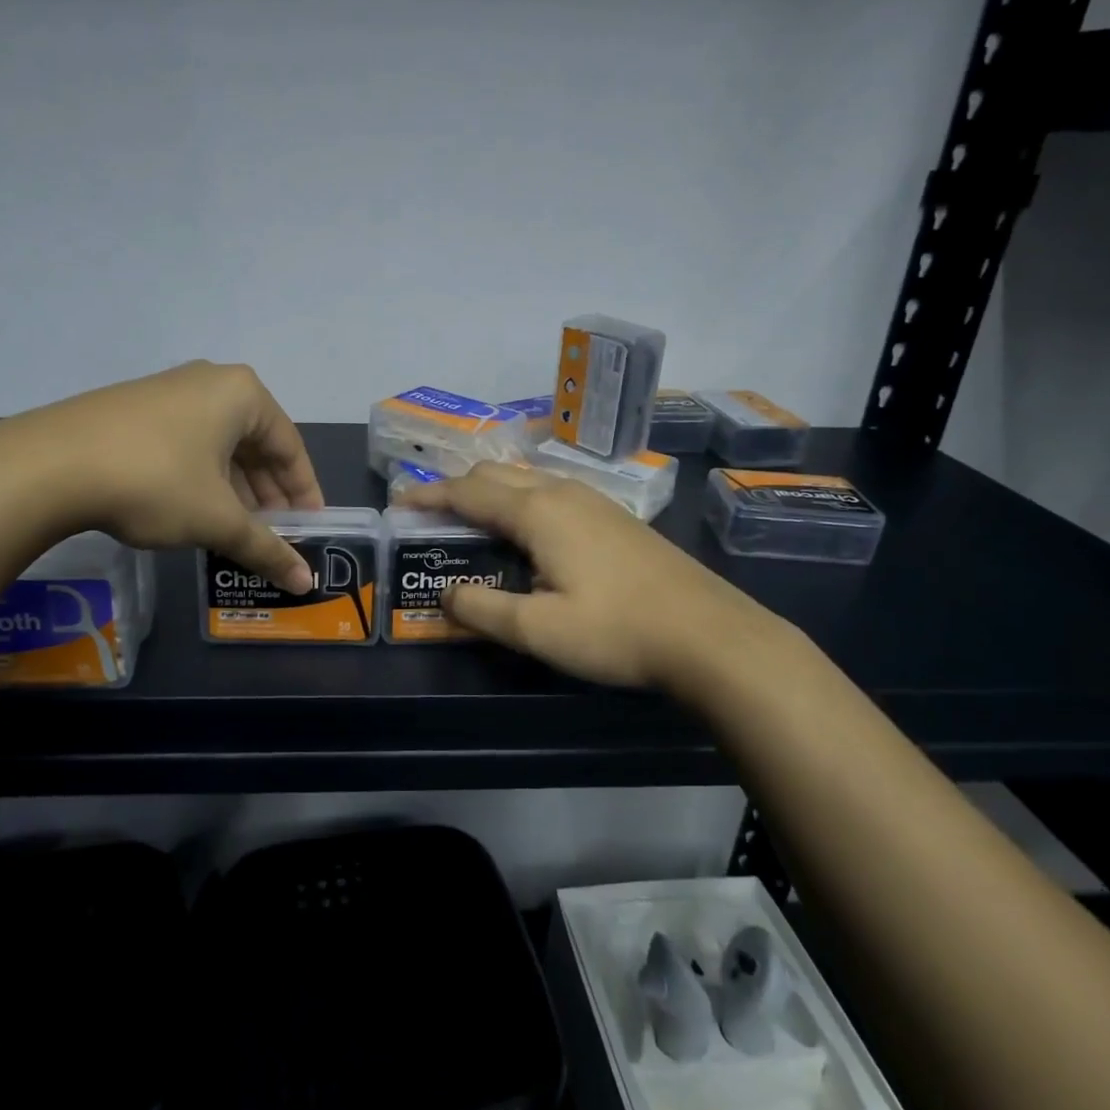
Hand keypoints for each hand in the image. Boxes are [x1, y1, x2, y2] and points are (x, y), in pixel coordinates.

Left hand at [7, 361, 324, 591]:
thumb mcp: (217, 519)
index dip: (304, 493)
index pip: (291, 447)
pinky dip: (201, 479)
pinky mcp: (133, 410)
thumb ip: (266, 548)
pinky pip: (186, 445)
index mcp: (242, 394)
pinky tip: (195, 512)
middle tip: (274, 536)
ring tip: (237, 531)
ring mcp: (167, 392)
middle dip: (267, 494)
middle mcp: (209, 383)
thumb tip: (305, 582)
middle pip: (255, 444)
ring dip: (235, 490)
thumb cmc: (155, 481)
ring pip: (219, 447)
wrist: (49, 465)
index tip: (309, 529)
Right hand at [404, 464, 802, 696]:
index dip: (429, 496)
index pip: (467, 492)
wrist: (710, 635)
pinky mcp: (615, 516)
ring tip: (471, 519)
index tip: (399, 501)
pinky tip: (527, 529)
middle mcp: (562, 492)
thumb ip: (483, 609)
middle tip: (431, 515)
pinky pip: (551, 490)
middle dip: (457, 488)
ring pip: (526, 478)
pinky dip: (520, 498)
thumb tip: (446, 595)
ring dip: (490, 490)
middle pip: (495, 474)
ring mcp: (594, 500)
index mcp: (537, 511)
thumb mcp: (538, 630)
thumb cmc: (617, 631)